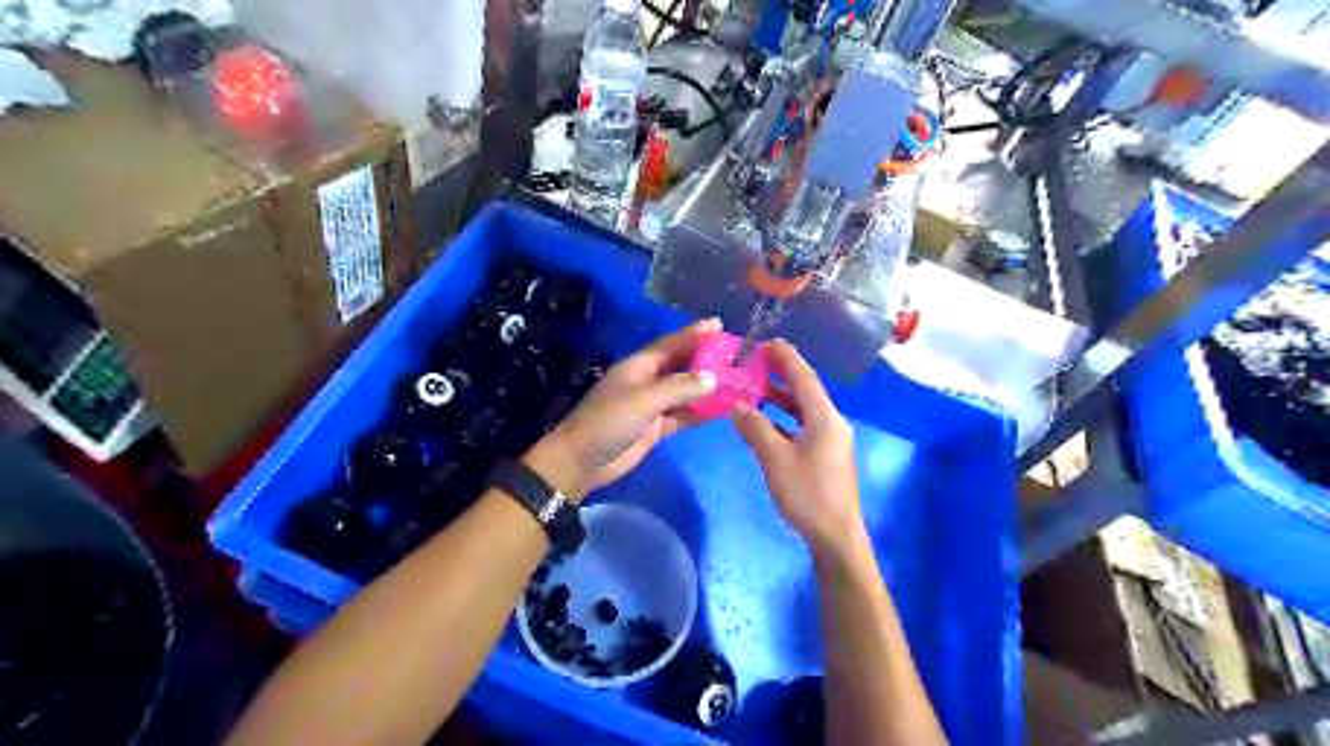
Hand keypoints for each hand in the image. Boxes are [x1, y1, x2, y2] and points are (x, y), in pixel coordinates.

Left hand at [524, 319, 723, 500]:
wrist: (582, 461)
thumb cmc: (608, 421)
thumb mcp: (644, 400)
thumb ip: (679, 388)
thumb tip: (713, 378)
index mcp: (639, 366)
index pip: (672, 344)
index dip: (695, 333)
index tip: (719, 325)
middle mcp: (648, 381)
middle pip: (682, 365)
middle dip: (707, 359)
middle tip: (737, 355)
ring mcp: (652, 405)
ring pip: (686, 391)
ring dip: (708, 387)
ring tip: (738, 381)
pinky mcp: (657, 427)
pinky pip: (685, 415)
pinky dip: (702, 412)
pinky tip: (724, 409)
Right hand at [727, 340, 863, 556]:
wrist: (836, 536)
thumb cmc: (808, 495)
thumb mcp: (776, 460)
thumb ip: (756, 429)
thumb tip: (737, 406)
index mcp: (824, 418)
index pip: (804, 378)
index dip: (786, 358)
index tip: (767, 341)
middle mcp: (832, 422)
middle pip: (806, 390)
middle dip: (782, 374)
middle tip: (756, 360)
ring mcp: (831, 440)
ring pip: (804, 409)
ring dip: (781, 397)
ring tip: (756, 386)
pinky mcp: (826, 455)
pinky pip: (803, 426)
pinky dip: (784, 419)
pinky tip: (765, 421)